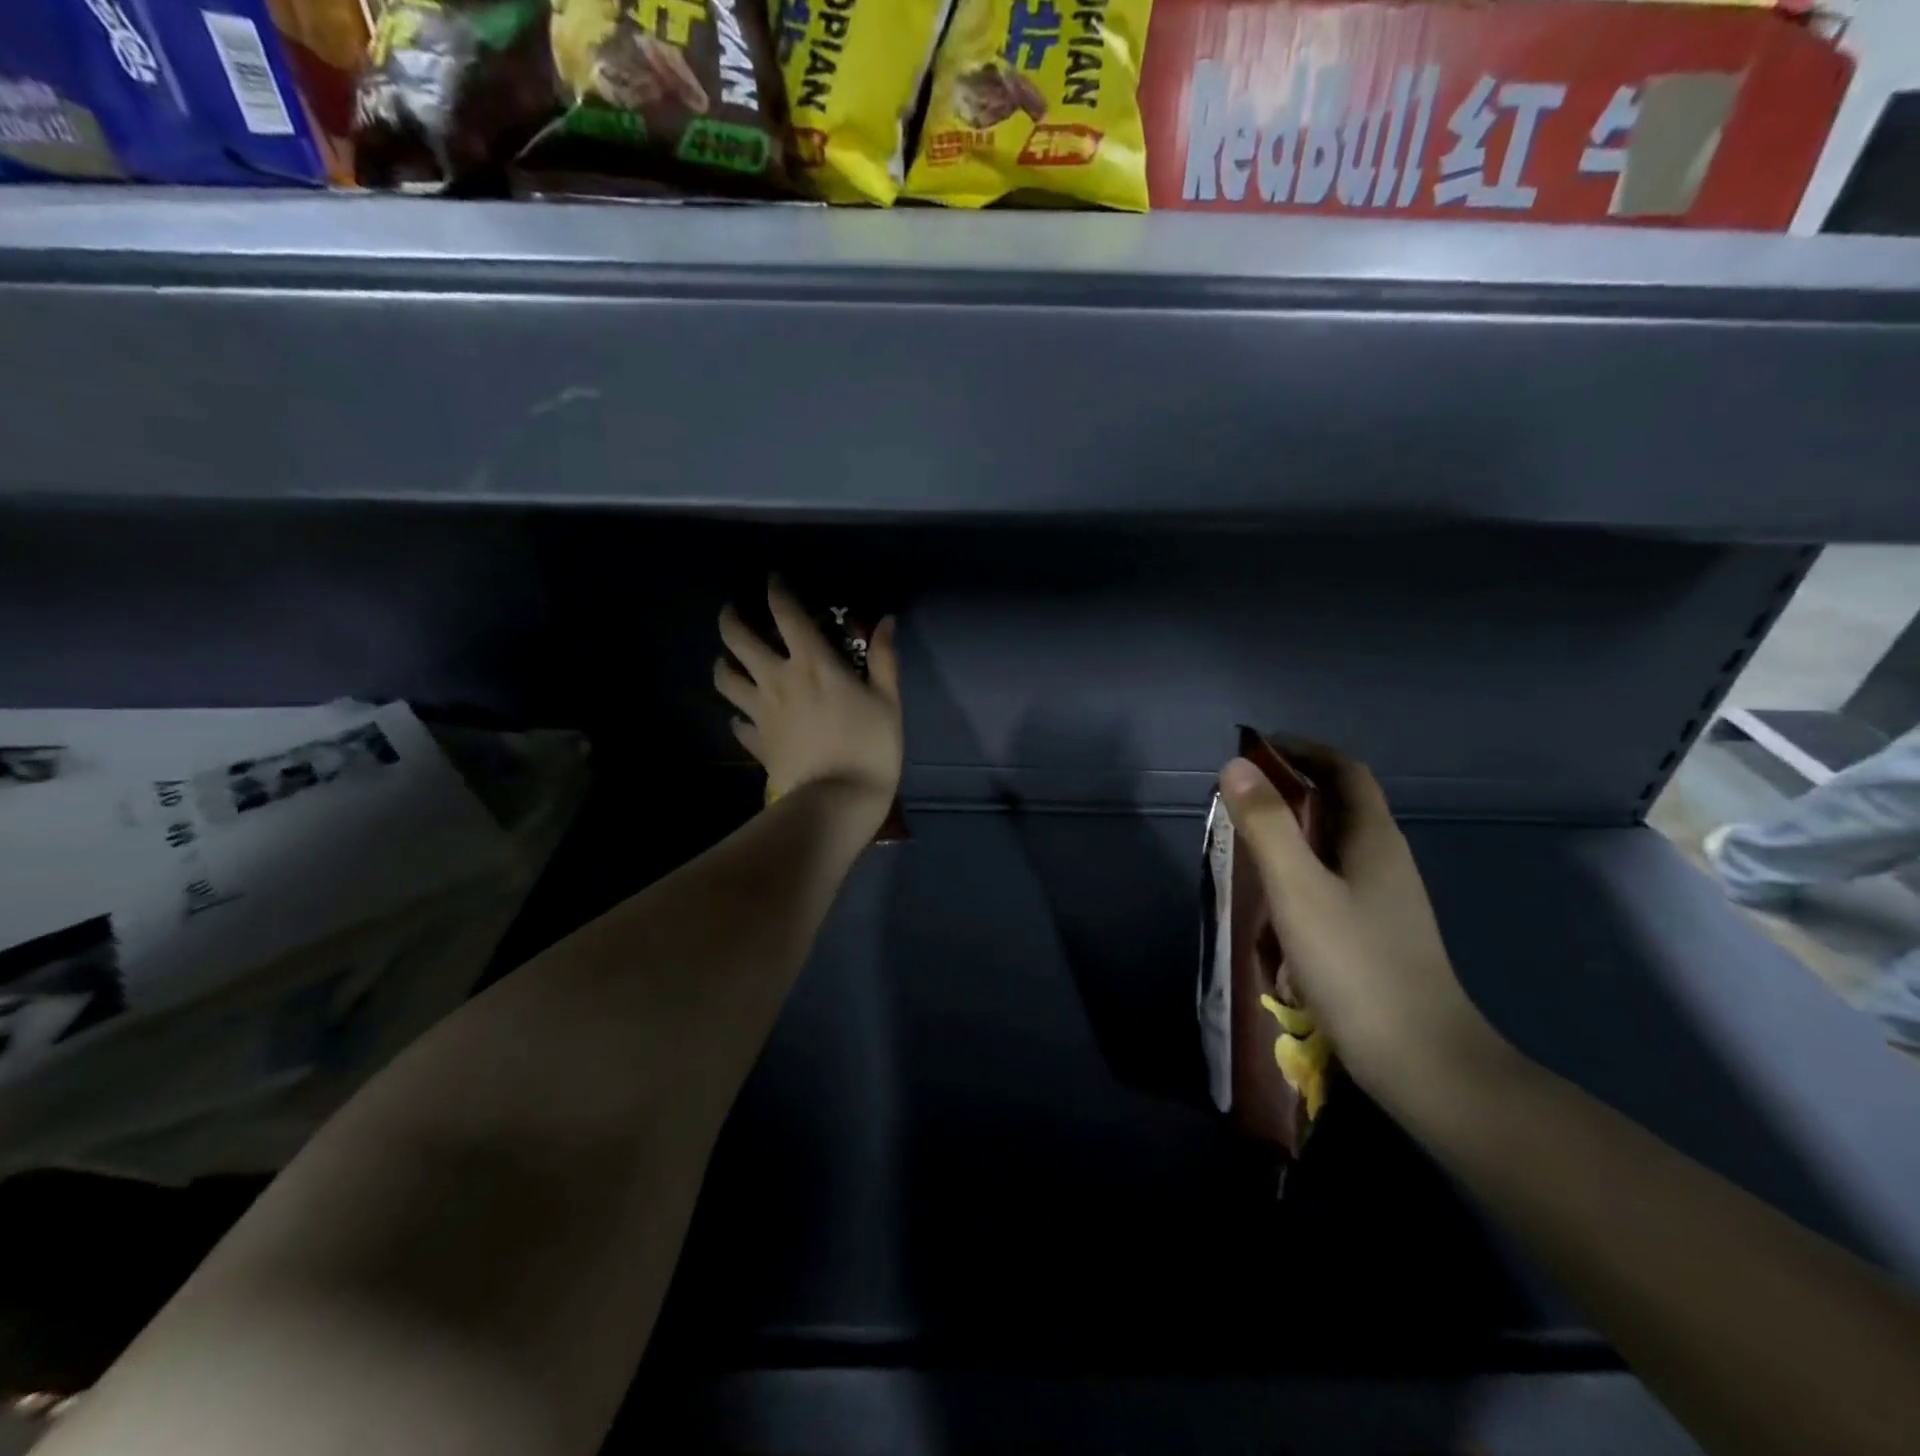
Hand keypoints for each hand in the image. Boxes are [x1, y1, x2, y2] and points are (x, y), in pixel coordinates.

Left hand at [715, 578, 903, 835]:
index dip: (776, 590)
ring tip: (730, 659)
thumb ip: (884, 658)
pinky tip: (745, 717)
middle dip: (732, 617)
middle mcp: (777, 679)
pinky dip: (738, 716)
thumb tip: (885, 621)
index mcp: (812, 663)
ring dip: (724, 663)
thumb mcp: (888, 701)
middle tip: (735, 610)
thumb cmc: (870, 748)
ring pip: (725, 678)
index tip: (774, 579)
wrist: (837, 801)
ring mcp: (761, 712)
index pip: (786, 613)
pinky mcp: (757, 742)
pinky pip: (738, 724)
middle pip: (737, 638)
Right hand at [1217, 746, 1499, 1097]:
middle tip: (1239, 799)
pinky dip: (1300, 873)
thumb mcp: (1299, 890)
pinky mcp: (1376, 934)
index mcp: (1375, 839)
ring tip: (1246, 844)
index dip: (1304, 751)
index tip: (1257, 750)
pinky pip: (1333, 882)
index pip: (1345, 771)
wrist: (1422, 1062)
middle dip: (1291, 791)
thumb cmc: (1357, 966)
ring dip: (1293, 833)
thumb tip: (1236, 767)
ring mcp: (1385, 901)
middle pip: (1340, 806)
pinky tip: (1274, 902)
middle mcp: (1386, 861)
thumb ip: (1267, 826)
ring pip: (1335, 847)